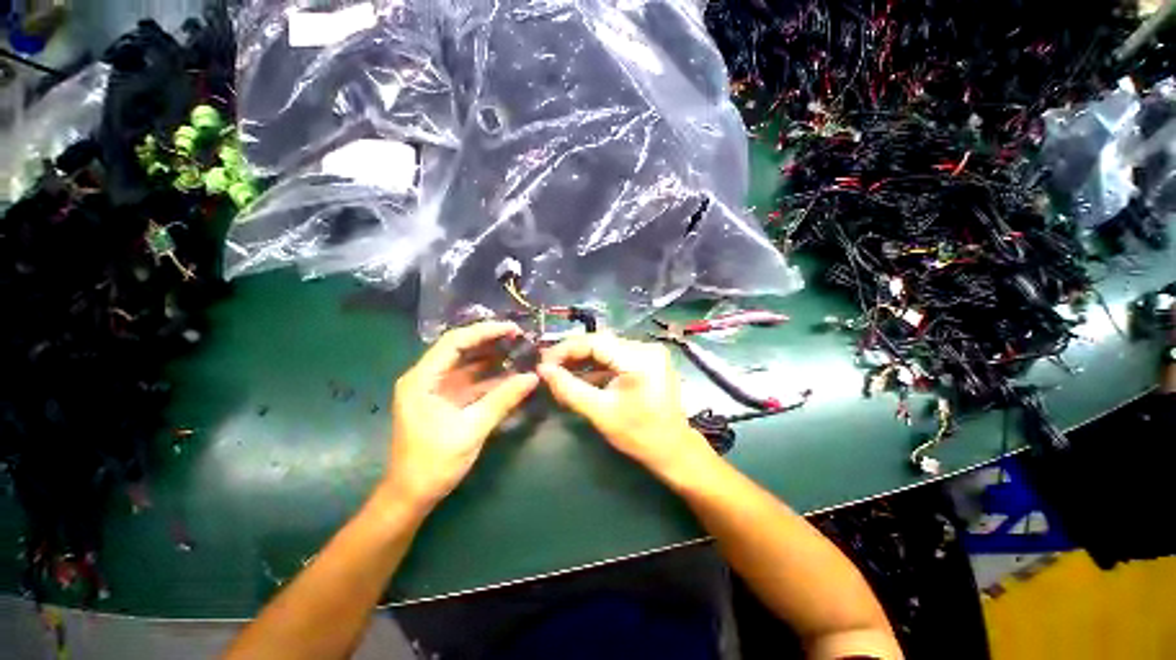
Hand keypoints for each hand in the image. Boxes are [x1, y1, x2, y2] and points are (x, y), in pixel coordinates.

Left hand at [383, 321, 538, 508]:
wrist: (412, 496)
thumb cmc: (434, 463)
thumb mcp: (472, 429)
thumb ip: (503, 400)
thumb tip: (532, 378)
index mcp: (422, 380)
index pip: (454, 343)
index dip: (484, 332)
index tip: (512, 329)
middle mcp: (427, 378)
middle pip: (461, 350)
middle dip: (490, 341)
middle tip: (520, 337)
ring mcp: (437, 390)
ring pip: (468, 365)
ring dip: (492, 358)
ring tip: (520, 351)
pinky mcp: (447, 401)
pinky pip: (471, 382)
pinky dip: (490, 377)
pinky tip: (511, 374)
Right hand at [538, 333, 714, 480]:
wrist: (674, 450)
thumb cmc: (639, 435)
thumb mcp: (600, 412)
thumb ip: (569, 389)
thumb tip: (543, 370)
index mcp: (640, 358)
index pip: (595, 342)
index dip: (565, 349)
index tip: (543, 363)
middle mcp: (647, 347)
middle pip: (601, 343)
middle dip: (572, 355)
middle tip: (549, 368)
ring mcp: (649, 353)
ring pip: (607, 350)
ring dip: (583, 361)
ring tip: (559, 372)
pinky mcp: (648, 361)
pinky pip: (616, 358)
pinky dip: (597, 367)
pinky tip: (580, 377)